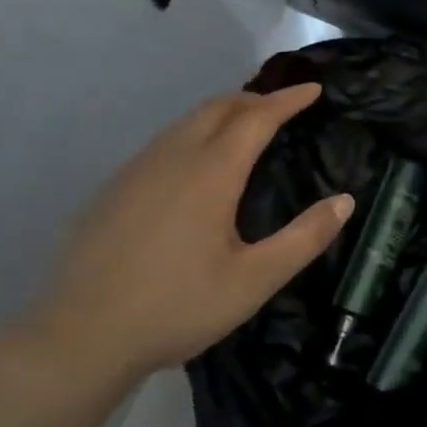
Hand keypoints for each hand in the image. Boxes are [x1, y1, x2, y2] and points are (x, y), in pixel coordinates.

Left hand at [25, 84, 353, 384]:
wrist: (80, 336)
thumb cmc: (176, 307)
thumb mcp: (254, 281)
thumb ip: (304, 238)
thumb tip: (346, 201)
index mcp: (211, 172)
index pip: (257, 117)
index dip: (288, 100)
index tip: (314, 90)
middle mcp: (173, 157)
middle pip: (218, 107)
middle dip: (255, 98)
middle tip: (283, 107)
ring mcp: (136, 169)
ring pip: (187, 122)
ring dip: (222, 113)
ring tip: (245, 127)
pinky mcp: (113, 188)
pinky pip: (163, 142)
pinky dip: (193, 134)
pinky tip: (194, 165)